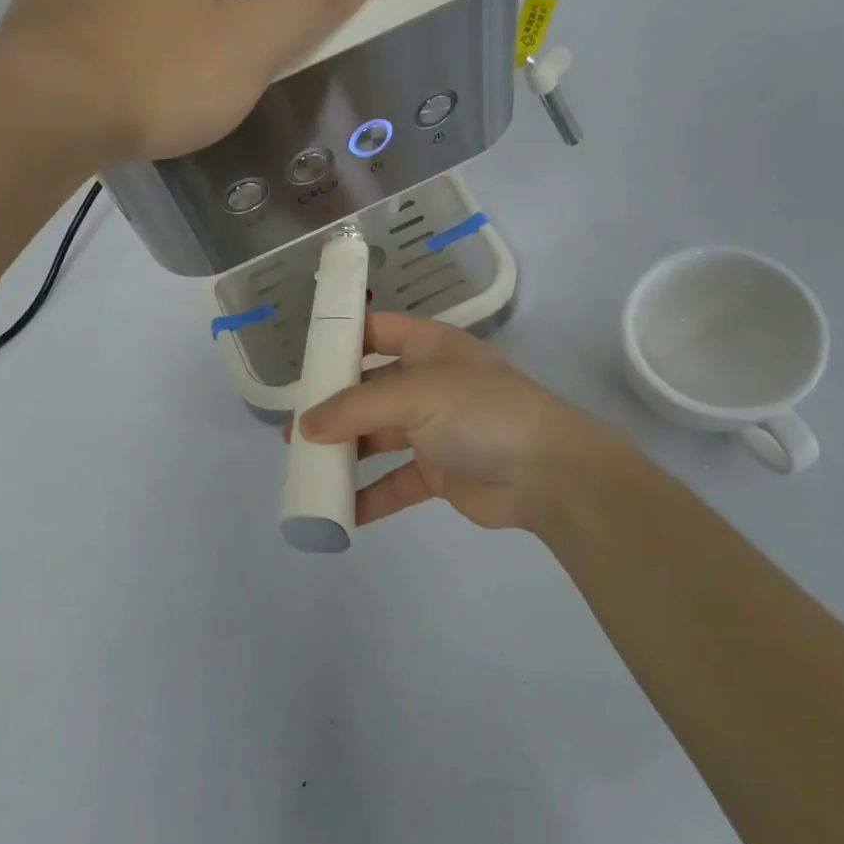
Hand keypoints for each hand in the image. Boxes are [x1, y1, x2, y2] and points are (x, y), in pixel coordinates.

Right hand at [297, 313, 634, 535]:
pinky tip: (338, 512)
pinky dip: (368, 496)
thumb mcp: (417, 395)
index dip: (341, 339)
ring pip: (377, 438)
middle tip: (294, 431)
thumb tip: (304, 427)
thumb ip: (356, 408)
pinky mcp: (438, 473)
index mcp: (429, 347)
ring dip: (345, 453)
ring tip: (305, 468)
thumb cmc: (482, 413)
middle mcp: (428, 383)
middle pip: (369, 390)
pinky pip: (393, 482)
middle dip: (332, 408)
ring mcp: (434, 430)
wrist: (549, 473)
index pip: (377, 331)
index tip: (302, 359)